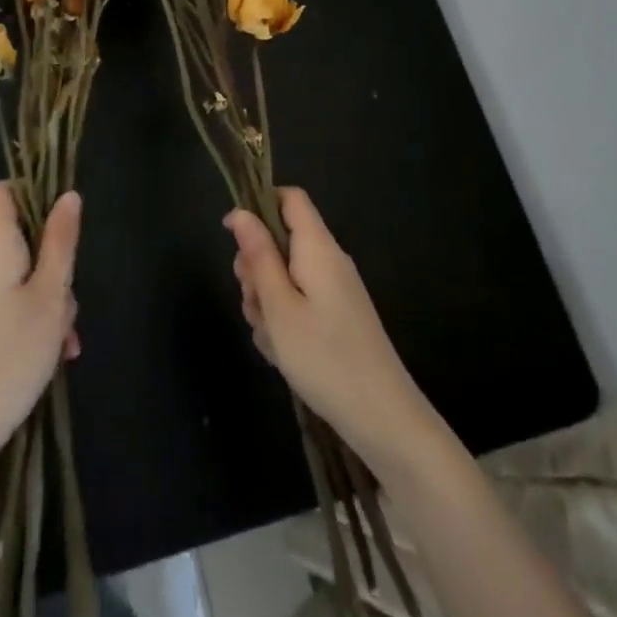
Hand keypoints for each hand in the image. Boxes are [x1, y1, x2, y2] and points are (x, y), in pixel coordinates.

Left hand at [0, 183, 81, 471]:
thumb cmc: (10, 351)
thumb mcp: (50, 294)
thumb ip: (61, 242)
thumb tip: (68, 196)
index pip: (3, 191)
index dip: (33, 194)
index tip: (63, 224)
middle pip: (21, 237)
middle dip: (54, 262)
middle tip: (69, 302)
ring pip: (21, 274)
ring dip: (48, 298)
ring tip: (64, 341)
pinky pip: (8, 300)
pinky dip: (32, 316)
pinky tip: (53, 353)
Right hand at [226, 188, 436, 467]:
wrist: (383, 418)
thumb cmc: (324, 357)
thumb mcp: (279, 306)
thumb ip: (259, 256)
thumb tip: (240, 213)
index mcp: (318, 248)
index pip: (290, 198)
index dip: (259, 205)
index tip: (234, 237)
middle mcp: (329, 261)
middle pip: (281, 240)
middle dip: (256, 267)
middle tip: (253, 302)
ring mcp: (334, 290)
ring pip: (285, 276)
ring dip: (266, 300)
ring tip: (270, 337)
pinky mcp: (337, 317)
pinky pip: (299, 302)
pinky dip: (283, 320)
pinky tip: (282, 352)